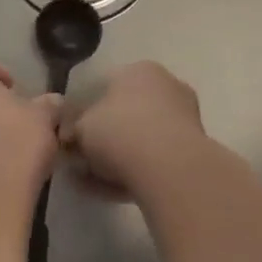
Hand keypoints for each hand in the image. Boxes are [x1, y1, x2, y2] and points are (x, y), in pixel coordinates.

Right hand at [63, 61, 206, 194]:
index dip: (83, 112)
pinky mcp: (193, 151)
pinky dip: (133, 172)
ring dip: (115, 158)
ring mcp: (184, 119)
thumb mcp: (80, 126)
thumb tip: (68, 136)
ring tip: (90, 181)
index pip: (105, 86)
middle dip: (102, 138)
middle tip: (80, 160)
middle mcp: (167, 87)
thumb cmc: (118, 131)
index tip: (71, 136)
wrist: (168, 168)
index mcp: (140, 70)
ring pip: (140, 139)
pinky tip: (109, 191)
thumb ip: (72, 128)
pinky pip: (154, 159)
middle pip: (125, 114)